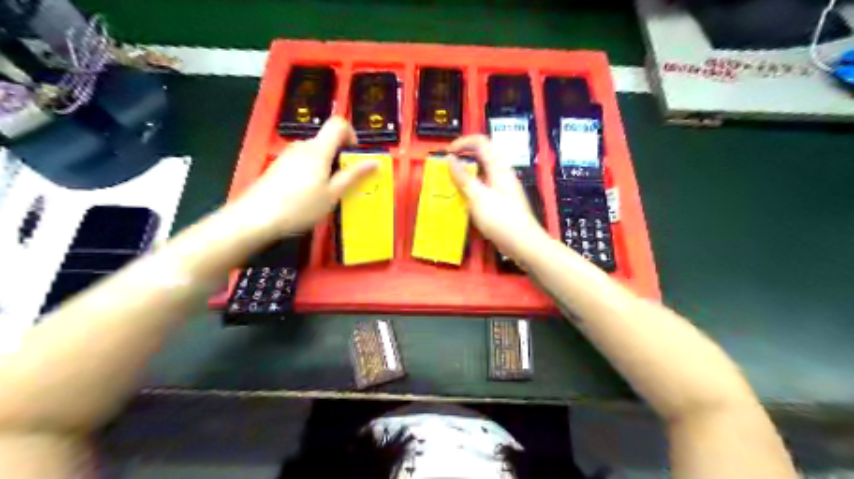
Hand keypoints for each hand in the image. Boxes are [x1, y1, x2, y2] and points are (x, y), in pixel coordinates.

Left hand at [237, 118, 376, 237]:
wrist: (256, 217)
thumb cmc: (300, 206)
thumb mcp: (332, 194)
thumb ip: (353, 175)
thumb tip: (375, 161)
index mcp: (319, 149)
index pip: (338, 123)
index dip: (351, 134)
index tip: (355, 157)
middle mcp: (303, 146)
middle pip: (327, 141)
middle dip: (340, 158)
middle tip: (344, 184)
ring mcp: (288, 155)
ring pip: (315, 153)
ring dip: (327, 167)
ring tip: (326, 193)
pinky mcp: (278, 166)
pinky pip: (303, 162)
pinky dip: (313, 172)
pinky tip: (308, 196)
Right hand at [448, 134, 545, 261]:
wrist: (524, 244)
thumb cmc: (501, 219)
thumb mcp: (478, 197)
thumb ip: (463, 177)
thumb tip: (450, 158)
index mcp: (498, 168)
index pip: (481, 142)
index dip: (463, 142)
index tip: (447, 153)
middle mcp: (501, 174)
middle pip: (481, 157)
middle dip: (462, 159)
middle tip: (446, 170)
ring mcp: (502, 189)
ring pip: (481, 174)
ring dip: (465, 176)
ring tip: (450, 186)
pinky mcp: (501, 202)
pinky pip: (483, 189)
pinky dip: (471, 190)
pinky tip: (462, 202)